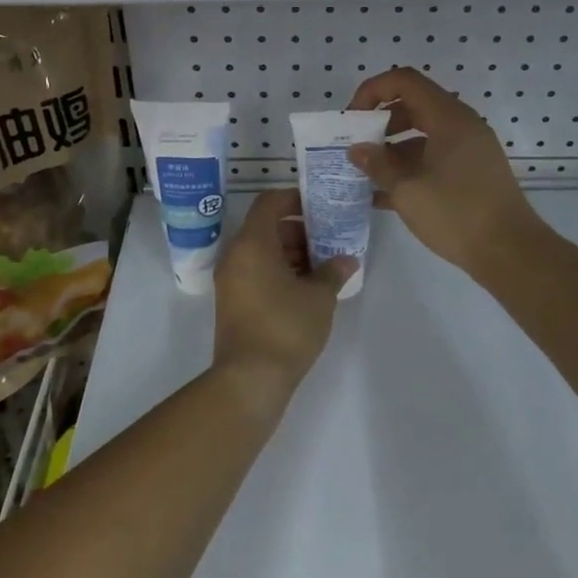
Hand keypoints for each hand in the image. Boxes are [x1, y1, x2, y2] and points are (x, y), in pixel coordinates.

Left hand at [212, 189, 355, 407]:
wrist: (250, 379)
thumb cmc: (286, 327)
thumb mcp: (319, 297)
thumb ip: (333, 271)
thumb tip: (347, 259)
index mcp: (252, 243)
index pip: (269, 202)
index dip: (294, 198)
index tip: (320, 207)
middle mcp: (236, 255)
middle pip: (266, 227)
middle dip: (299, 229)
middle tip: (328, 239)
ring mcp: (231, 280)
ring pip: (262, 251)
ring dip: (291, 252)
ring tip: (323, 265)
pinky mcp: (233, 301)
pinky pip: (256, 271)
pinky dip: (279, 270)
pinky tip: (307, 287)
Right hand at [346, 67, 541, 278]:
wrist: (510, 252)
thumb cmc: (456, 213)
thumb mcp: (407, 190)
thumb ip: (378, 165)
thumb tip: (357, 149)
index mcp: (448, 118)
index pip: (405, 81)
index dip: (373, 91)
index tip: (352, 118)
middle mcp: (462, 125)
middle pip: (414, 105)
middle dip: (380, 122)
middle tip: (357, 146)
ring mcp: (470, 149)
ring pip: (423, 134)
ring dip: (393, 148)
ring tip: (366, 174)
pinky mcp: (473, 172)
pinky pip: (435, 157)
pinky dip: (411, 167)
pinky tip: (385, 195)